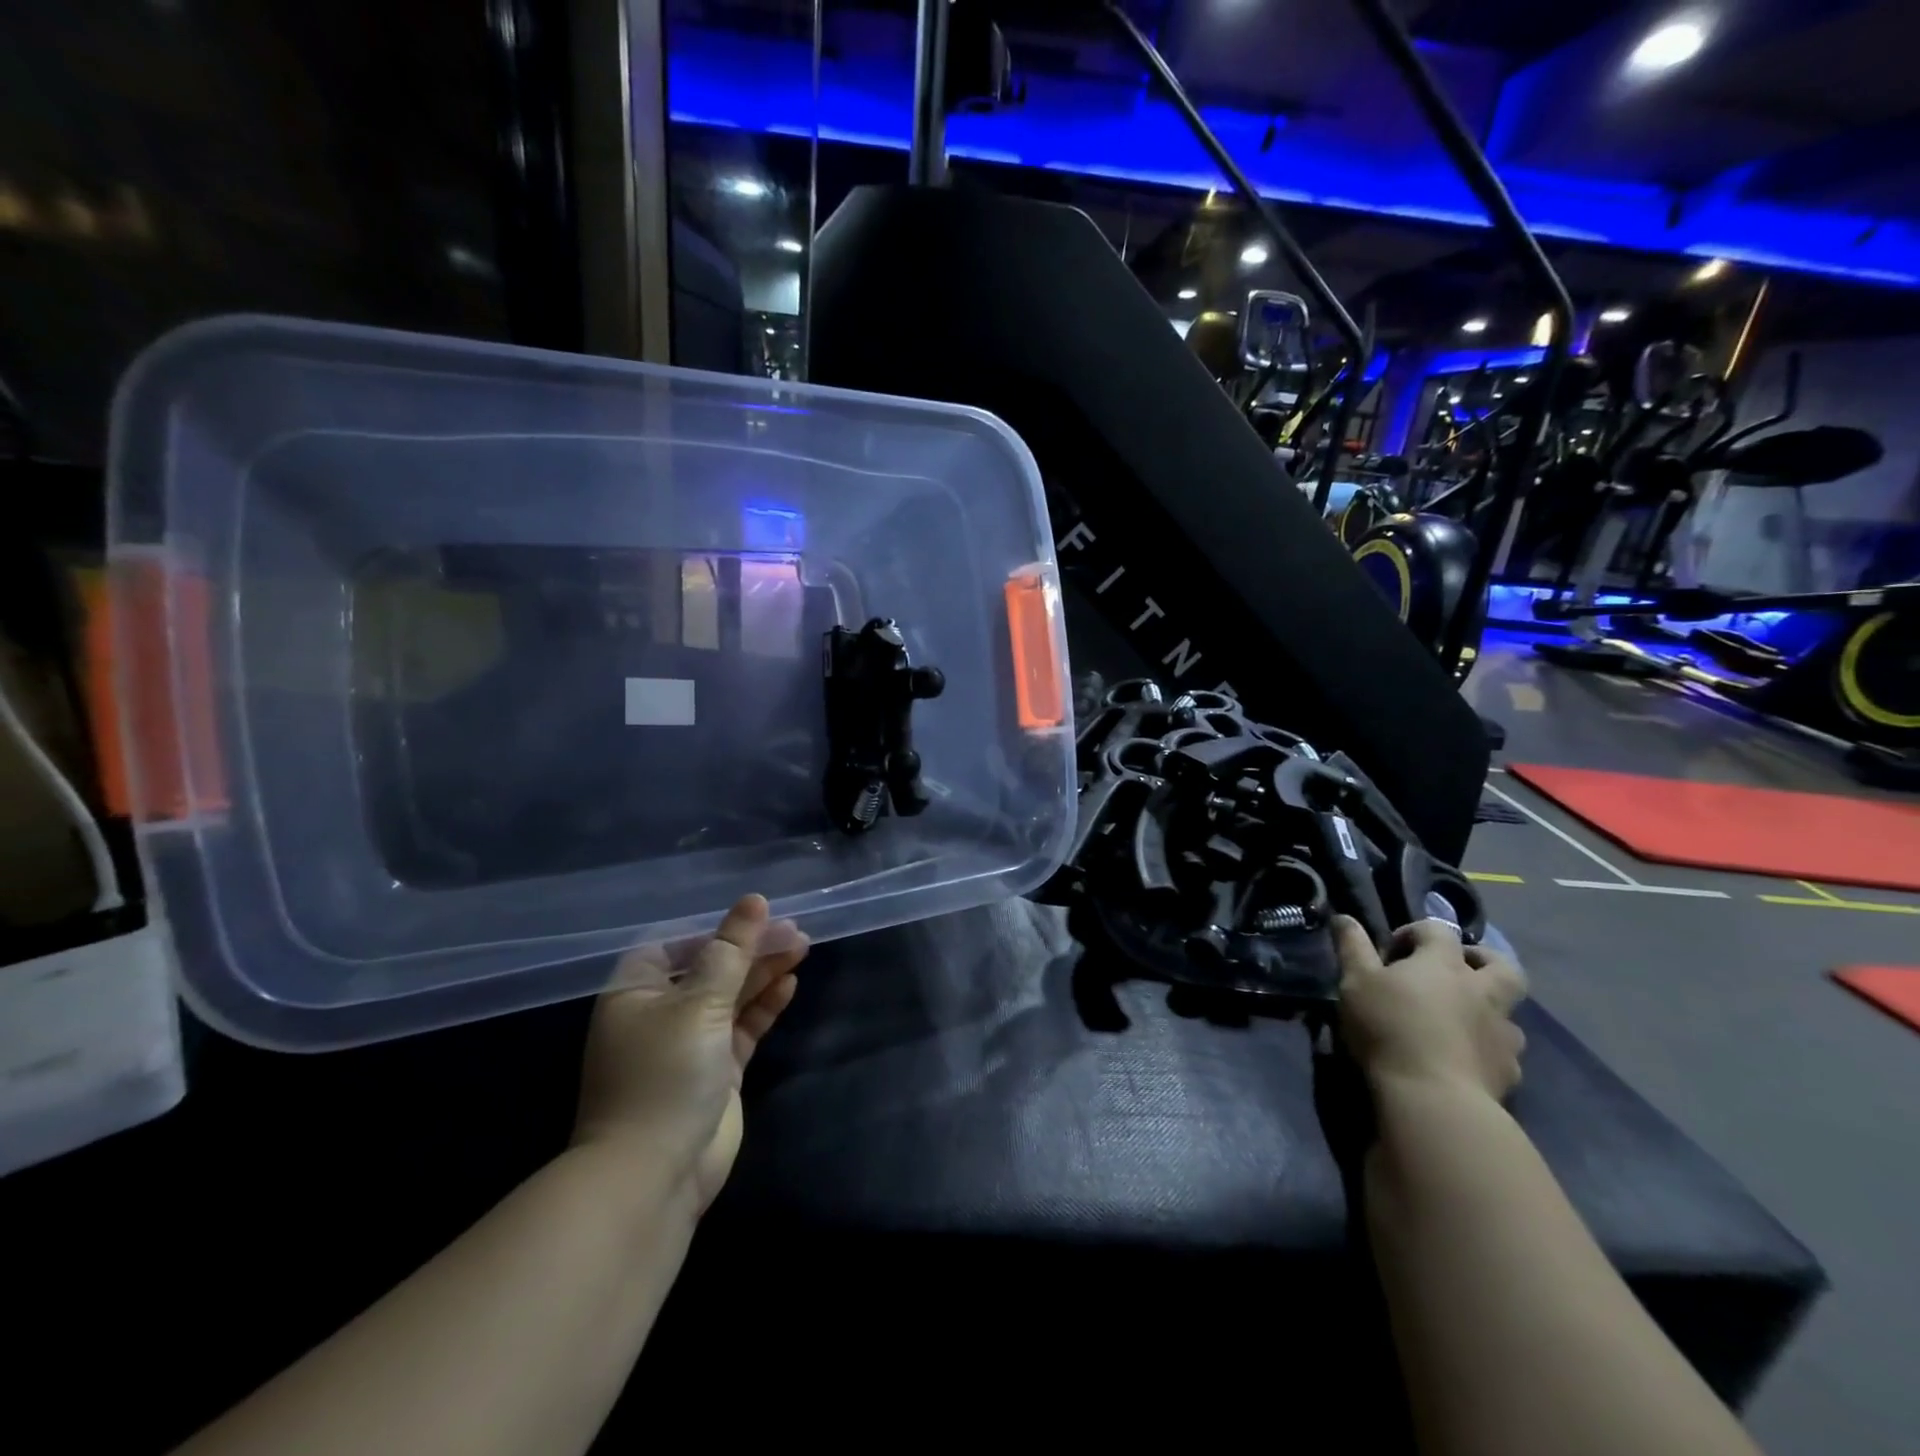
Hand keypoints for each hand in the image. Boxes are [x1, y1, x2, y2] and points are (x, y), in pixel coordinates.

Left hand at [572, 895, 807, 1211]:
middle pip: (711, 967)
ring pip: (732, 995)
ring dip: (763, 972)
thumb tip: (753, 901)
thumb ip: (731, 951)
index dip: (716, 928)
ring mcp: (690, 1043)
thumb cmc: (665, 1074)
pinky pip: (743, 1026)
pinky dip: (765, 1005)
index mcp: (637, 992)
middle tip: (795, 931)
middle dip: (750, 948)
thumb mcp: (698, 1003)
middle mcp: (660, 1013)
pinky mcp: (716, 1070)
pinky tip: (790, 983)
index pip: (677, 944)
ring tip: (802, 947)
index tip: (757, 916)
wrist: (654, 1174)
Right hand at [1333, 916, 1527, 1102]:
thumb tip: (1344, 916)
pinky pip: (1504, 1052)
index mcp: (1444, 964)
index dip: (1414, 933)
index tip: (1390, 954)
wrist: (1433, 1098)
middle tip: (1454, 971)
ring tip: (1459, 1021)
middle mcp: (1481, 992)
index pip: (1438, 930)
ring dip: (1489, 1009)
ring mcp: (1501, 1033)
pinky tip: (1466, 1059)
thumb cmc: (1388, 1027)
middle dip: (1481, 960)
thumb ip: (1352, 946)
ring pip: (1509, 1012)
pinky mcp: (1508, 1071)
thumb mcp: (1355, 981)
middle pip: (1501, 964)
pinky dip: (1487, 1049)